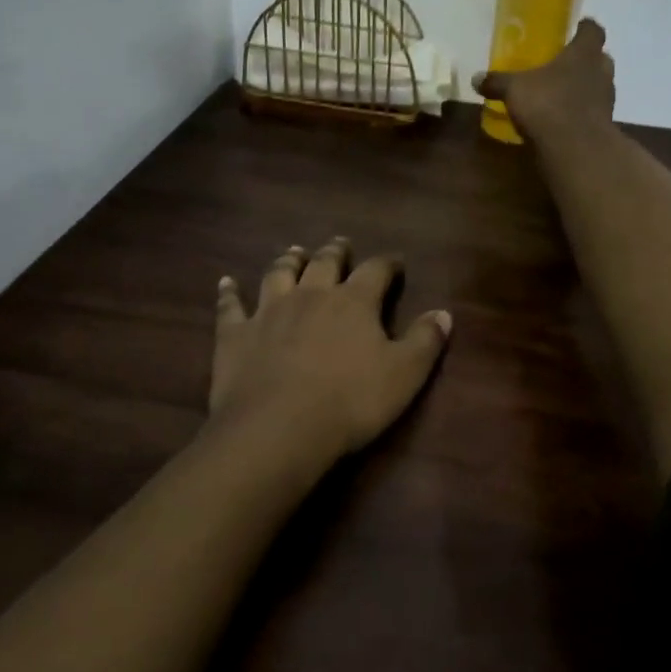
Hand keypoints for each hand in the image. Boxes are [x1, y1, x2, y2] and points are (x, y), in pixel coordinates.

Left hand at [210, 239, 452, 460]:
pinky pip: (230, 306)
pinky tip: (226, 283)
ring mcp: (268, 311)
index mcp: (353, 302)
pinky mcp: (235, 334)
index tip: (395, 262)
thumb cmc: (351, 402)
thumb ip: (425, 341)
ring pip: (278, 273)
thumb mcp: (405, 375)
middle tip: (340, 244)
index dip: (387, 264)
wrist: (280, 427)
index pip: (375, 271)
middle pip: (324, 263)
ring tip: (294, 251)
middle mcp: (310, 295)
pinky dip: (229, 292)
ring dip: (288, 260)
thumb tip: (444, 313)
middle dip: (335, 251)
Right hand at [471, 18, 615, 133]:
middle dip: (585, 60)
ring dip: (585, 87)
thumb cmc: (547, 104)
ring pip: (599, 86)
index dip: (584, 28)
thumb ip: (497, 82)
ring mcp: (606, 100)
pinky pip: (593, 112)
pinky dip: (581, 113)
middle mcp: (601, 72)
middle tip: (564, 63)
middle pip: (600, 58)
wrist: (576, 149)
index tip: (575, 28)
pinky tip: (562, 120)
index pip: (592, 30)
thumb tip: (476, 78)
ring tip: (561, 93)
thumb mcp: (514, 89)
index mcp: (583, 53)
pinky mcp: (604, 126)